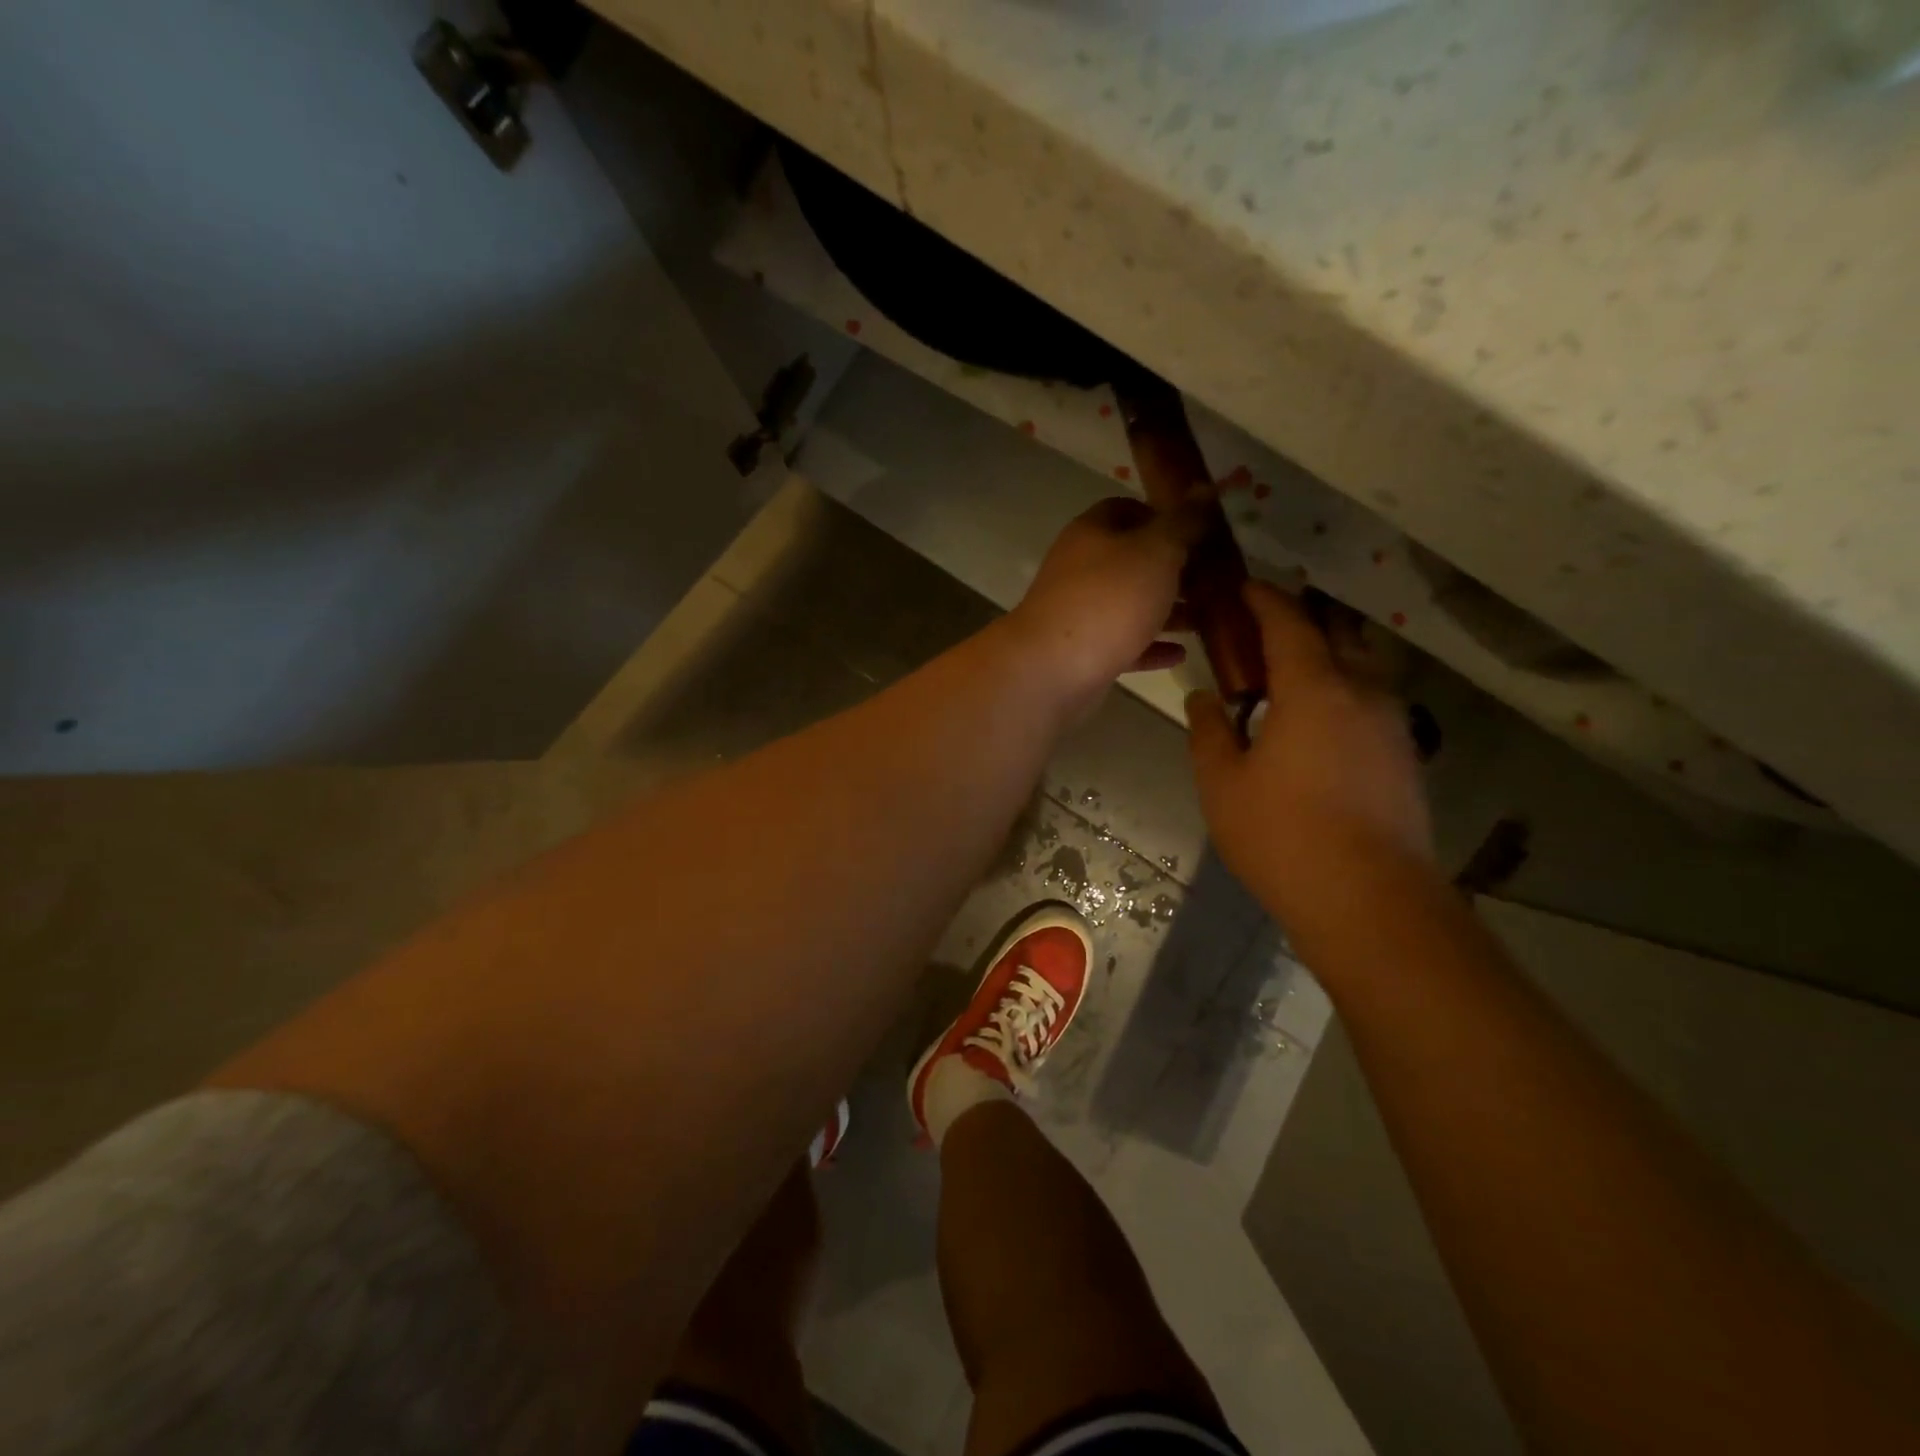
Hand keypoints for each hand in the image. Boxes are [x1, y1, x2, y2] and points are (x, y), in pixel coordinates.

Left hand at [1007, 497, 1196, 713]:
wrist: (1053, 669)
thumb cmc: (1109, 599)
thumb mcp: (1156, 551)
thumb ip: (1183, 523)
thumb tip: (1205, 488)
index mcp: (1092, 533)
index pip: (1126, 509)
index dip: (1163, 517)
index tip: (1199, 533)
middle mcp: (1081, 569)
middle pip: (1132, 560)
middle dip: (1173, 569)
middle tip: (1214, 580)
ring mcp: (1080, 612)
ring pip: (1130, 605)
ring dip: (1167, 611)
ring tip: (1207, 619)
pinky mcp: (1084, 652)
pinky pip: (1124, 644)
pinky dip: (1151, 647)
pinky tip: (1180, 654)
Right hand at [1187, 581, 1433, 925]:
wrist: (1370, 901)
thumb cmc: (1283, 836)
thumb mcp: (1222, 784)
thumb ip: (1210, 731)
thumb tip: (1205, 697)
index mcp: (1313, 688)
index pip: (1289, 621)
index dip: (1264, 599)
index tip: (1242, 588)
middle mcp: (1362, 692)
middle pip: (1337, 631)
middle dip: (1301, 618)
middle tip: (1261, 630)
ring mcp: (1391, 723)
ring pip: (1361, 664)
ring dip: (1325, 654)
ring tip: (1287, 673)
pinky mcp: (1404, 755)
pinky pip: (1371, 699)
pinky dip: (1342, 689)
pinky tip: (1316, 721)